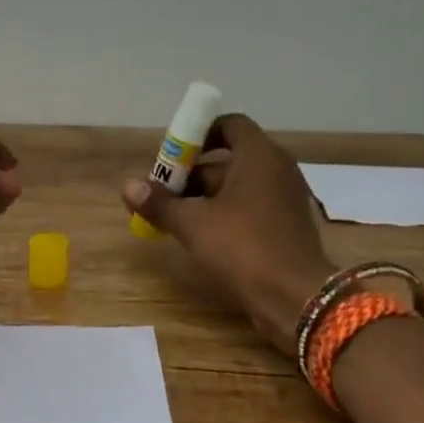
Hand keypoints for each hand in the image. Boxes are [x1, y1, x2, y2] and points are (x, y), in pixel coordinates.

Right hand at [122, 114, 332, 354]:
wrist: (295, 297)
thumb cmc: (243, 247)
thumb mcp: (193, 224)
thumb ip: (160, 203)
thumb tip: (127, 185)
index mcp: (259, 156)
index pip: (229, 125)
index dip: (199, 135)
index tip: (173, 156)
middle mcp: (277, 170)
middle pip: (229, 159)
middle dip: (192, 174)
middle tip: (162, 194)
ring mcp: (285, 199)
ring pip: (238, 187)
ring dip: (205, 197)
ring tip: (173, 219)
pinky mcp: (286, 226)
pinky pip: (251, 208)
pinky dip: (225, 215)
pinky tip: (201, 237)